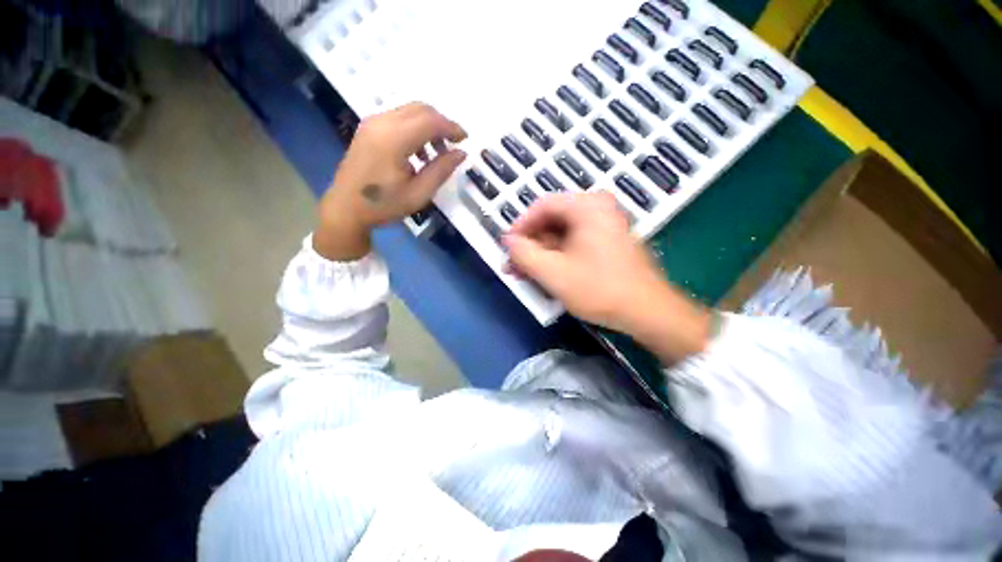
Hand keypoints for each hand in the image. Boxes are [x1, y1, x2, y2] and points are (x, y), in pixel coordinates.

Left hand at [314, 103, 466, 259]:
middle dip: (442, 124)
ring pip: (409, 111)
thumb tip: (461, 153)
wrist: (346, 208)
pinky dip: (415, 129)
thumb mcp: (419, 193)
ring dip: (428, 126)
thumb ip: (441, 170)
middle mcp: (381, 122)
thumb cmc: (384, 205)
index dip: (452, 127)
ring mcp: (372, 123)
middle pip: (420, 109)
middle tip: (453, 146)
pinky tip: (418, 153)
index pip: (430, 121)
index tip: (465, 140)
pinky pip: (398, 118)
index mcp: (393, 139)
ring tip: (437, 154)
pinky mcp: (368, 128)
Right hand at [504, 192, 709, 360]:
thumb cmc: (599, 288)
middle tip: (513, 264)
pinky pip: (575, 242)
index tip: (507, 247)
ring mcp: (606, 225)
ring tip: (525, 273)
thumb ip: (524, 254)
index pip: (542, 206)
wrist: (648, 311)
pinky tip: (547, 273)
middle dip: (530, 244)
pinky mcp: (609, 242)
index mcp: (587, 205)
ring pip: (562, 234)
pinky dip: (558, 256)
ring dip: (542, 253)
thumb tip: (508, 241)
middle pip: (552, 220)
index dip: (519, 226)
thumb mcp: (553, 272)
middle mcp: (598, 208)